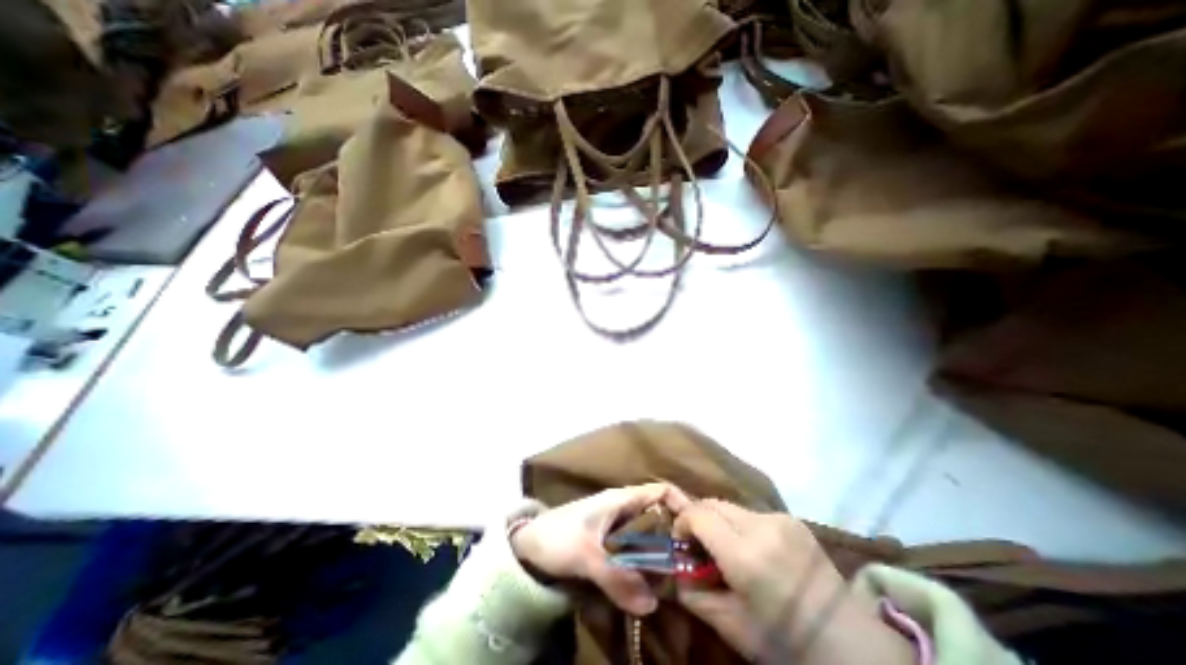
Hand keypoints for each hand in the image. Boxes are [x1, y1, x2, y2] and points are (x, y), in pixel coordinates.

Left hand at [514, 484, 697, 616]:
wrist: (526, 545)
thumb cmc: (556, 537)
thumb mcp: (584, 555)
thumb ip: (616, 577)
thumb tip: (651, 604)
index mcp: (621, 499)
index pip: (660, 490)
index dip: (681, 502)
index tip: (698, 530)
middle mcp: (623, 508)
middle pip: (659, 515)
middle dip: (675, 536)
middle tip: (692, 566)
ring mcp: (615, 526)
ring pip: (648, 535)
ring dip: (661, 555)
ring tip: (677, 582)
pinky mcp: (608, 543)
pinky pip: (635, 551)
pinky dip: (645, 564)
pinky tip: (652, 586)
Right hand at [671, 502, 909, 664]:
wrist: (849, 644)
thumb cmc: (784, 641)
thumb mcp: (731, 626)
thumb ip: (693, 593)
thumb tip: (674, 569)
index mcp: (744, 554)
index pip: (698, 515)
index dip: (682, 522)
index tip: (680, 541)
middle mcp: (761, 526)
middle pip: (712, 504)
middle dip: (699, 519)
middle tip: (699, 545)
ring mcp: (779, 519)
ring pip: (731, 506)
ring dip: (720, 522)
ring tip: (727, 550)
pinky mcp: (792, 519)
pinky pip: (753, 513)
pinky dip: (741, 525)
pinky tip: (754, 550)